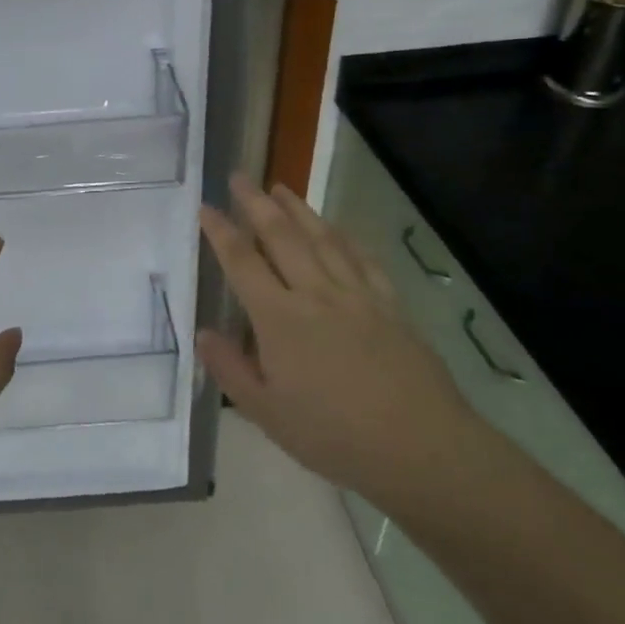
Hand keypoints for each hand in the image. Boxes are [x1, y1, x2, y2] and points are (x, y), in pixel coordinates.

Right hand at [197, 174, 483, 512]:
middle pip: (281, 237)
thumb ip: (230, 369)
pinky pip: (362, 259)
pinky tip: (337, 228)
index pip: (242, 263)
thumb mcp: (266, 413)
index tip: (205, 207)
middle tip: (240, 176)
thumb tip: (203, 333)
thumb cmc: (334, 435)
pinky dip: (345, 237)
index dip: (221, 232)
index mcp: (280, 319)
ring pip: (322, 239)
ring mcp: (356, 295)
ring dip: (298, 209)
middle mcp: (315, 294)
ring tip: (281, 187)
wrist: (420, 447)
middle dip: (257, 203)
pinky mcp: (389, 305)